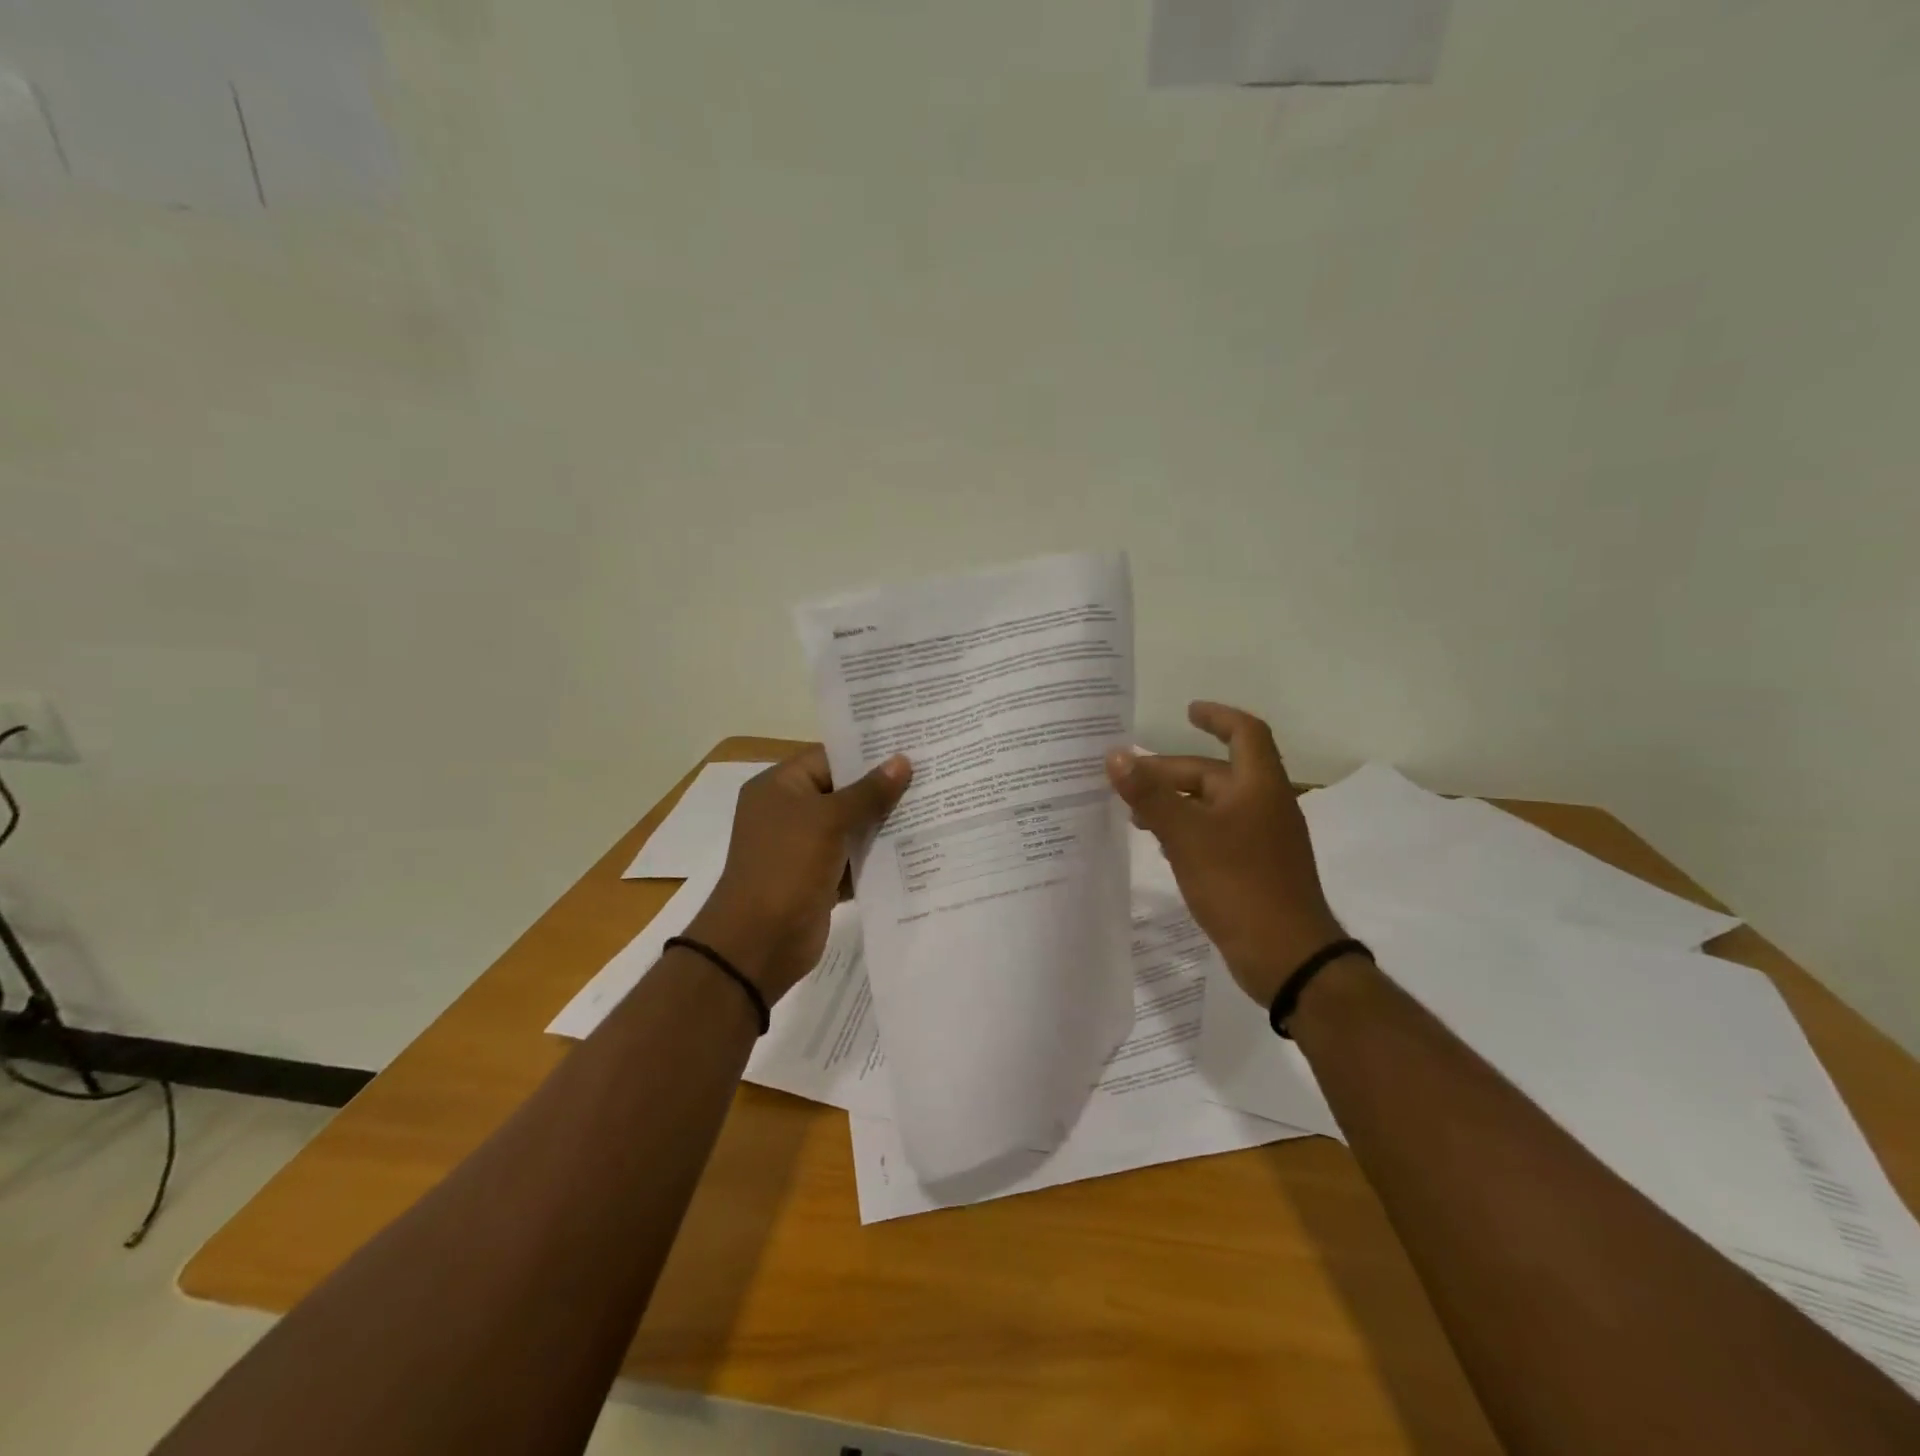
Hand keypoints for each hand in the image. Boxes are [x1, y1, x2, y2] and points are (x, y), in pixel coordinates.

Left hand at [685, 747, 911, 1001]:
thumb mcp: (828, 821)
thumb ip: (868, 792)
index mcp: (780, 786)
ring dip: (885, 823)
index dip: (868, 752)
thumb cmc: (787, 867)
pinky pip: (854, 858)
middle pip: (843, 791)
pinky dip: (878, 856)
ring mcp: (804, 847)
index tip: (911, 746)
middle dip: (883, 788)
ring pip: (852, 826)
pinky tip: (918, 848)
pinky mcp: (819, 878)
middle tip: (931, 775)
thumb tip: (902, 761)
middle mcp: (790, 812)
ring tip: (934, 807)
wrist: (759, 942)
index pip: (829, 757)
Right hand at [1107, 702, 1345, 1005]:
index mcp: (1259, 786)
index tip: (1187, 711)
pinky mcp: (1254, 869)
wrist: (1288, 957)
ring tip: (1134, 814)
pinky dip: (1188, 831)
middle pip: (1215, 774)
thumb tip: (1116, 756)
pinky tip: (1162, 846)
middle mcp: (1264, 806)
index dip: (1217, 717)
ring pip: (1213, 807)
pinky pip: (1216, 835)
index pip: (1244, 733)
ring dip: (1175, 804)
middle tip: (1126, 782)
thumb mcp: (1187, 835)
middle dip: (1171, 774)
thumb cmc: (1239, 884)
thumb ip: (1150, 795)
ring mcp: (1262, 840)